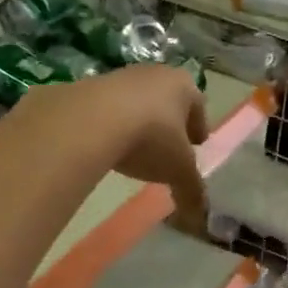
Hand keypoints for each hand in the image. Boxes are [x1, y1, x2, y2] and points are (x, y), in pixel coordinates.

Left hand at [15, 65, 209, 230]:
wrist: (89, 121)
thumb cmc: (151, 138)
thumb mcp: (179, 171)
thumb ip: (192, 191)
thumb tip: (200, 215)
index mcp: (184, 86)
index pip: (199, 106)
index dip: (198, 129)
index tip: (195, 147)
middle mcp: (155, 73)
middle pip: (168, 101)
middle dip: (169, 124)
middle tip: (168, 149)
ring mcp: (119, 77)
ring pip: (137, 102)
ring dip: (139, 123)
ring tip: (134, 151)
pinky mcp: (88, 86)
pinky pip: (107, 109)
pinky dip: (111, 126)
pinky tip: (107, 147)